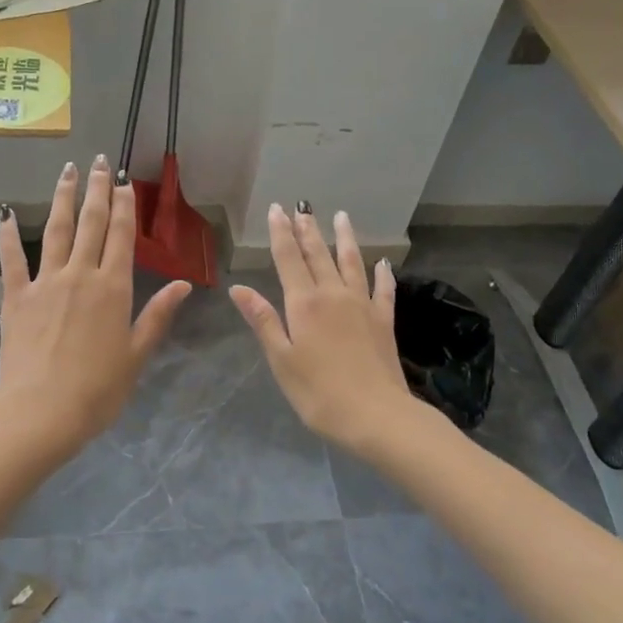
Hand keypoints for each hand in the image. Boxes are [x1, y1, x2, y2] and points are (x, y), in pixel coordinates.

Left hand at [0, 155, 191, 458]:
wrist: (43, 411)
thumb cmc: (98, 390)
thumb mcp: (137, 355)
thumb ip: (157, 315)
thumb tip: (183, 284)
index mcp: (114, 288)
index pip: (122, 236)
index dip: (124, 205)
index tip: (124, 180)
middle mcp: (81, 275)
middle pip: (91, 223)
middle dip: (96, 190)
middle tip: (99, 161)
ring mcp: (46, 282)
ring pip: (56, 230)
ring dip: (62, 198)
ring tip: (67, 171)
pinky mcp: (16, 297)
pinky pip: (12, 260)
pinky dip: (9, 236)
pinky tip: (7, 214)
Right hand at [231, 204, 416, 453]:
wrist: (377, 415)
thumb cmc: (319, 393)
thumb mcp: (281, 360)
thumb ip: (263, 320)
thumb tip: (238, 288)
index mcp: (304, 304)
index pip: (288, 259)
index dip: (281, 233)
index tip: (276, 209)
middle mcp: (334, 295)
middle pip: (318, 255)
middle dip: (308, 230)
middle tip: (302, 207)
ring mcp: (363, 305)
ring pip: (352, 263)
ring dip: (344, 239)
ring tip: (340, 217)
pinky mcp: (384, 321)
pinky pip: (383, 290)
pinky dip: (382, 274)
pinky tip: (383, 263)